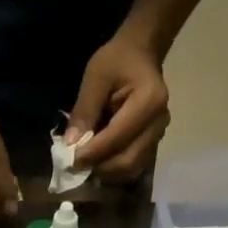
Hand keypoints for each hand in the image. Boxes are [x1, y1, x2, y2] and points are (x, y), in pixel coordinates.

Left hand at [68, 32, 170, 182]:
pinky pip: (133, 166)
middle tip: (75, 166)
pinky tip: (98, 162)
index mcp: (149, 101)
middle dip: (99, 168)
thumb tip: (70, 145)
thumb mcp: (96, 77)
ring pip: (131, 168)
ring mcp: (158, 135)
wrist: (141, 55)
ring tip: (86, 165)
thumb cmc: (118, 60)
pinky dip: (114, 170)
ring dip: (105, 173)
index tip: (69, 160)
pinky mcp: (153, 143)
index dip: (92, 153)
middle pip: (127, 160)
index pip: (117, 138)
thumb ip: (84, 110)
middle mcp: (158, 123)